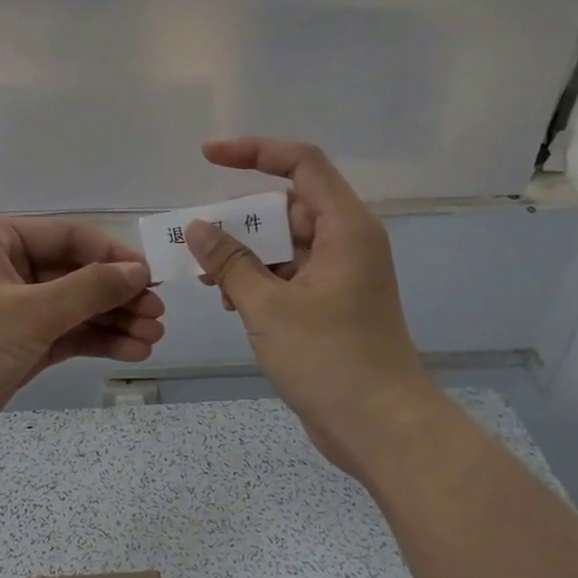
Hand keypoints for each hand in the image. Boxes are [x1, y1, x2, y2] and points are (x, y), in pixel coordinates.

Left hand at [0, 218, 164, 460]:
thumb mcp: (31, 312)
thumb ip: (89, 289)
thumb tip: (138, 272)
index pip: (70, 237)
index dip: (113, 256)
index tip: (152, 278)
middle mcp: (7, 268)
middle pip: (77, 273)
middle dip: (118, 295)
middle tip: (158, 315)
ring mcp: (14, 310)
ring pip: (76, 307)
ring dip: (114, 321)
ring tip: (153, 338)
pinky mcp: (20, 346)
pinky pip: (67, 335)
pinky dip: (97, 342)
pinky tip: (132, 352)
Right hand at [186, 137, 438, 477]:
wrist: (380, 425)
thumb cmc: (329, 358)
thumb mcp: (268, 307)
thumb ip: (230, 262)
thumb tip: (198, 228)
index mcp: (346, 227)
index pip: (301, 164)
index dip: (255, 151)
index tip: (209, 156)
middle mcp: (347, 242)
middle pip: (288, 207)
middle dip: (242, 220)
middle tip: (199, 240)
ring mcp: (341, 275)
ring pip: (285, 245)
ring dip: (246, 255)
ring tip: (210, 279)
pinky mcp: (332, 305)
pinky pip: (289, 275)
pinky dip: (259, 281)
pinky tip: (231, 302)